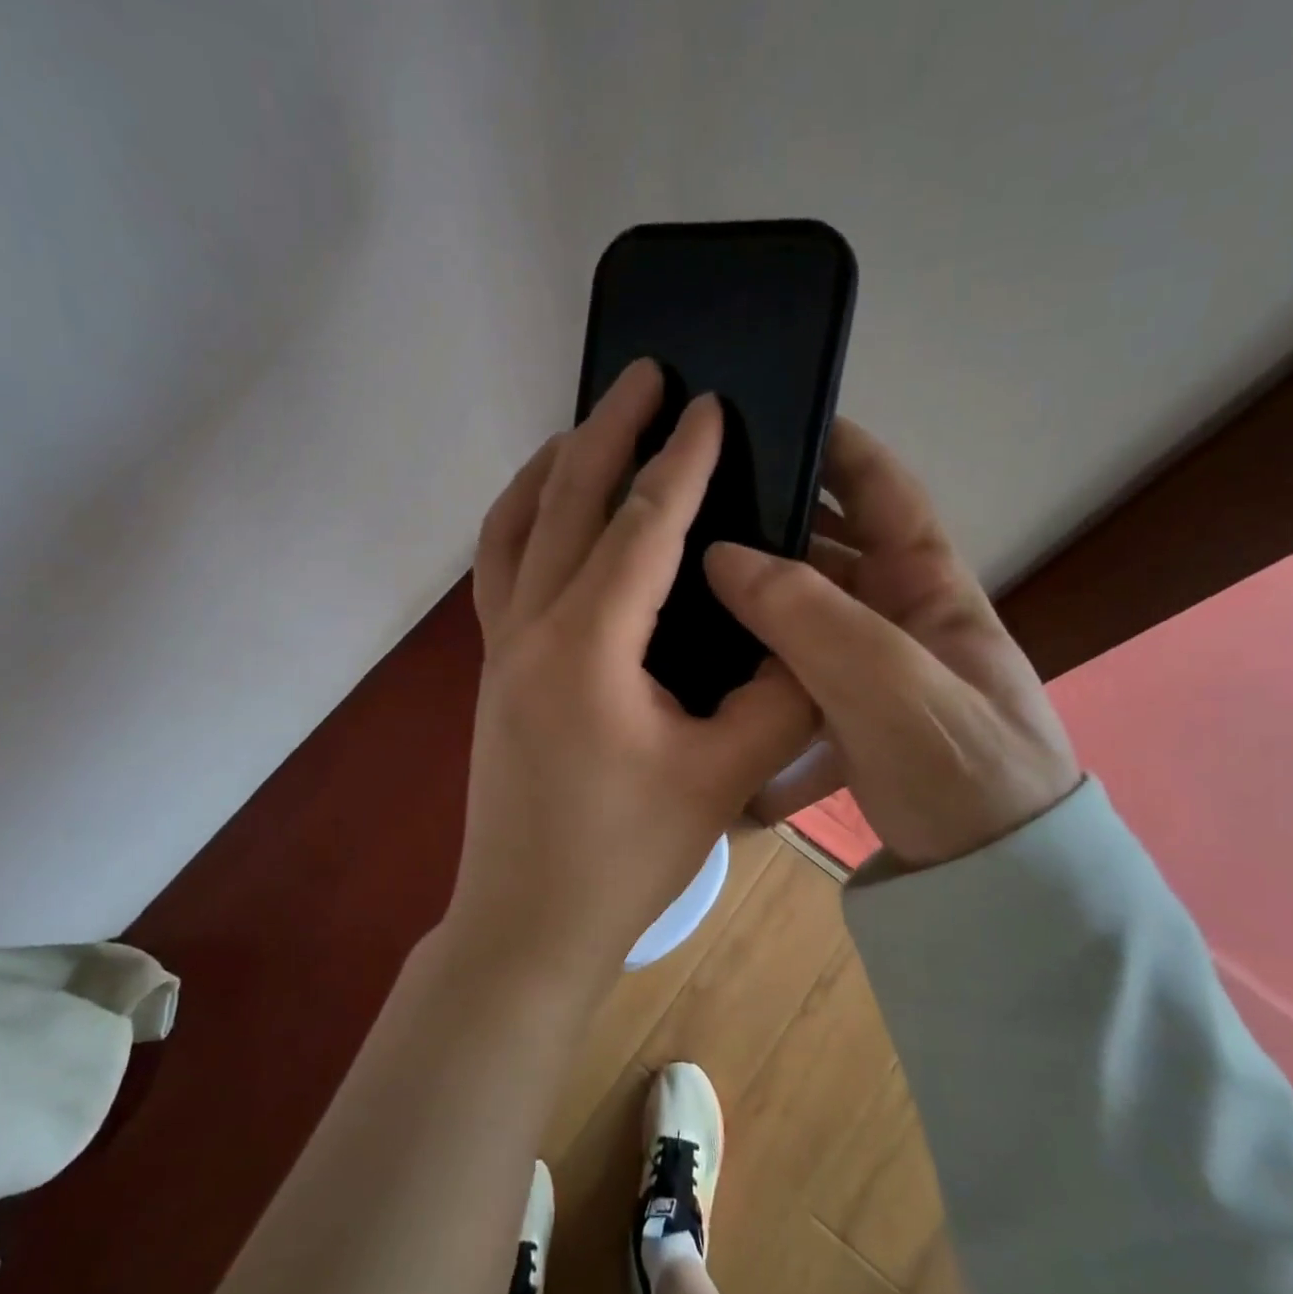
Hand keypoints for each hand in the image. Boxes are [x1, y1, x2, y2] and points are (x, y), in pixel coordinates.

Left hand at [454, 360, 816, 979]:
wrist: (529, 920)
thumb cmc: (625, 856)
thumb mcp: (724, 776)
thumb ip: (779, 695)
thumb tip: (803, 634)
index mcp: (588, 648)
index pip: (642, 527)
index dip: (682, 460)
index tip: (711, 403)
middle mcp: (529, 628)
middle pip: (565, 500)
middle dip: (610, 429)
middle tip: (646, 373)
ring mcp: (497, 646)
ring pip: (514, 525)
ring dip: (552, 466)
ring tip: (591, 427)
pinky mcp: (489, 667)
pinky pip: (498, 566)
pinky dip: (521, 518)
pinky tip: (550, 512)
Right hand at [704, 418, 1079, 868]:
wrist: (994, 891)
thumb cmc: (963, 773)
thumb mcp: (891, 686)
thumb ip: (810, 617)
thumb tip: (723, 555)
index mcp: (929, 588)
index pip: (884, 490)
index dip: (838, 445)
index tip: (773, 417)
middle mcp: (899, 619)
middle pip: (827, 552)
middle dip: (770, 527)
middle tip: (691, 513)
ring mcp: (871, 673)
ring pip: (801, 619)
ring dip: (752, 608)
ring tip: (678, 589)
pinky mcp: (848, 722)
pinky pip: (792, 685)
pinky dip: (758, 685)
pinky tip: (709, 688)